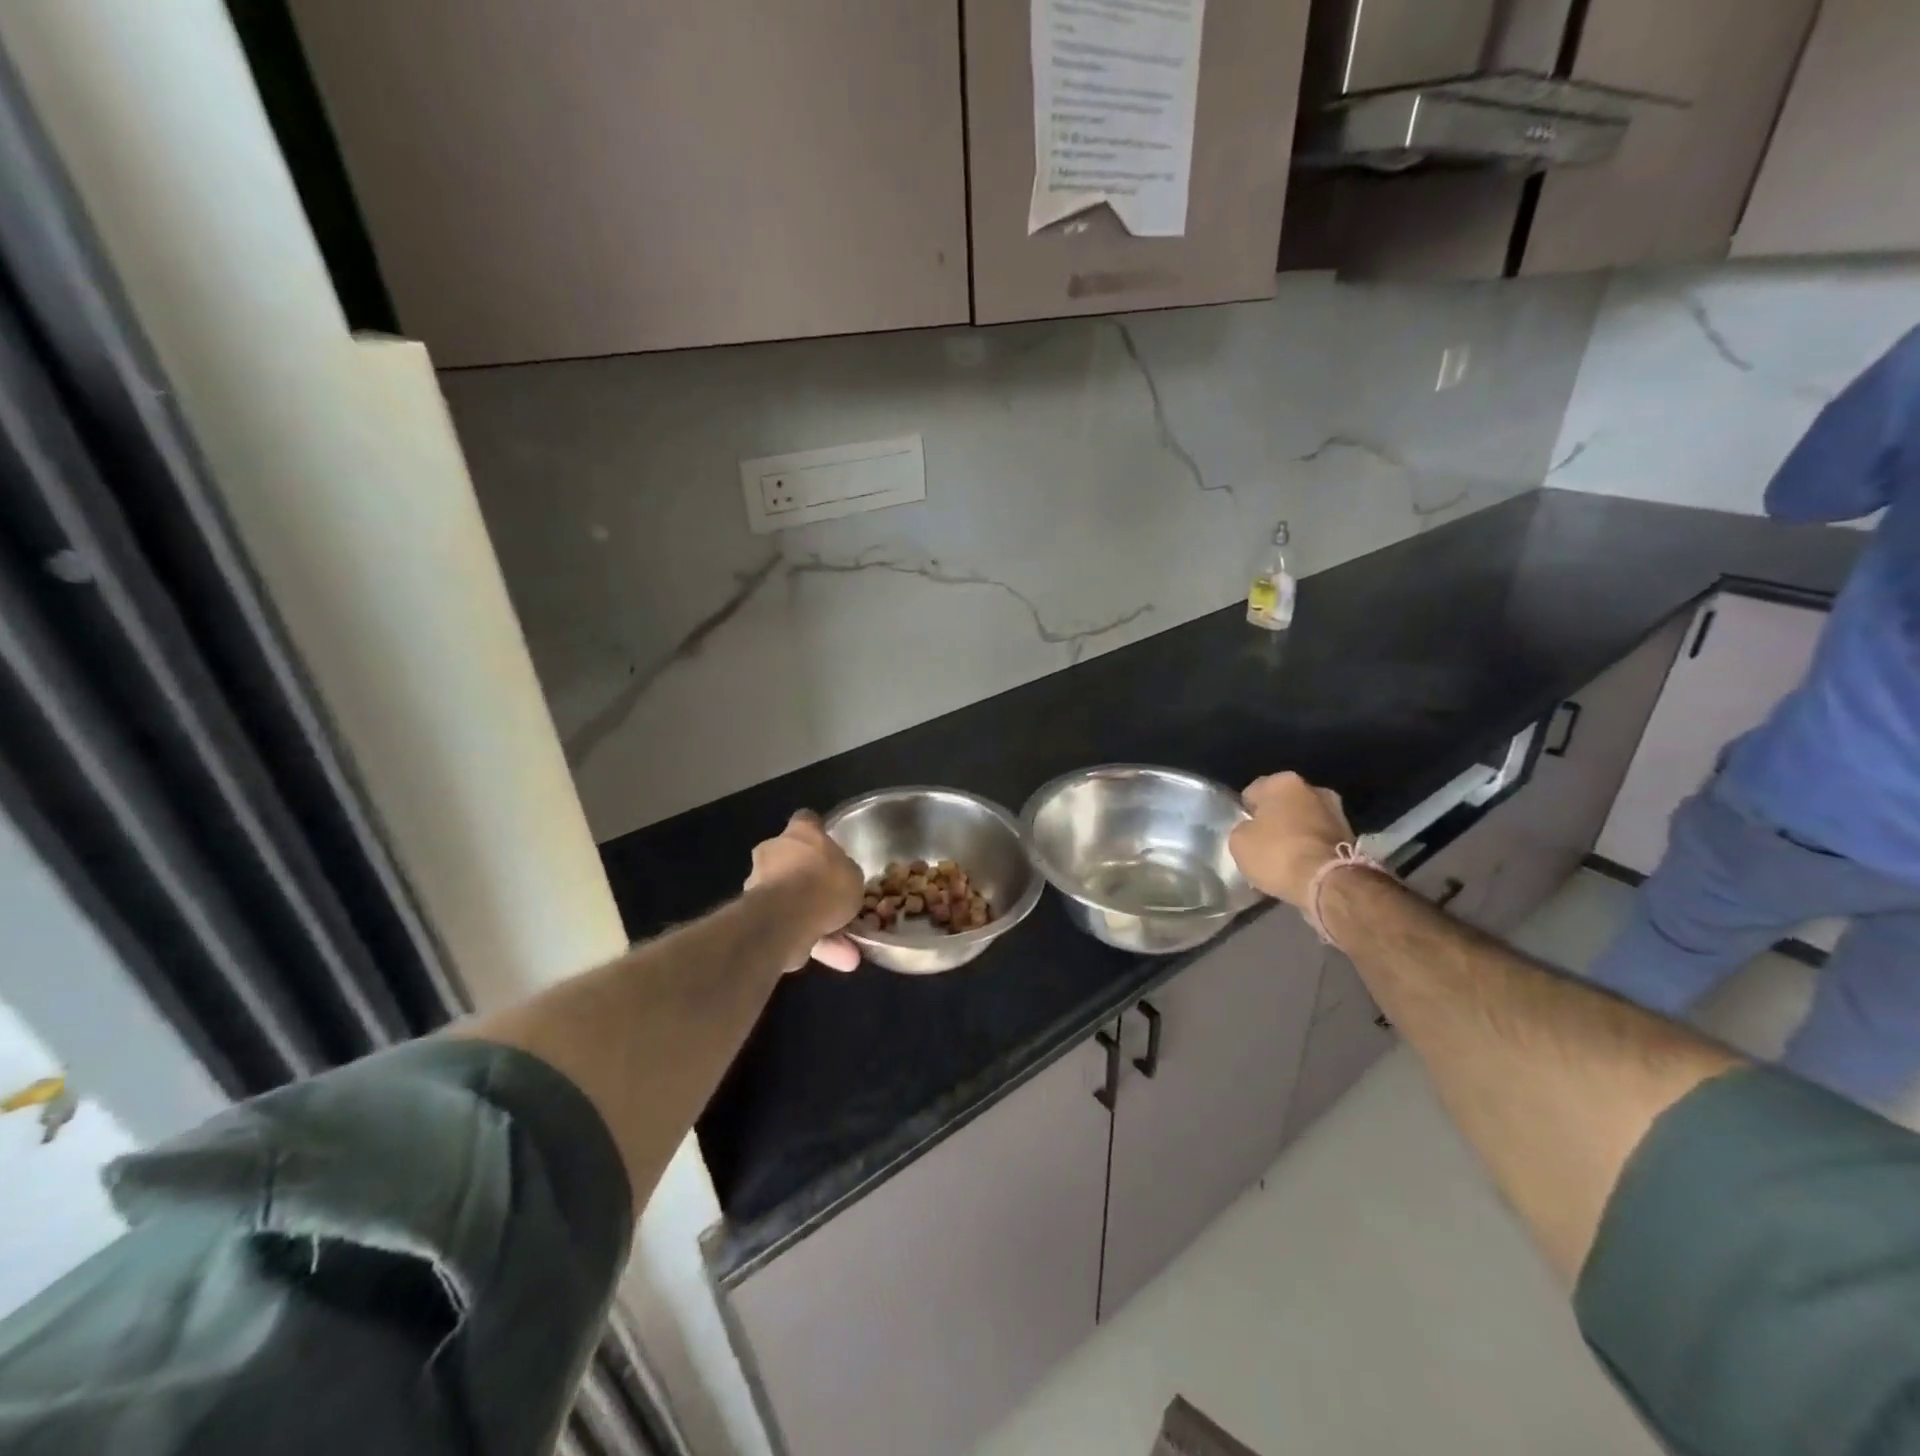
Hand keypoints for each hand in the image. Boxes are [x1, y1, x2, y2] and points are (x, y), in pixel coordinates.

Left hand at [746, 812, 863, 971]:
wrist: (786, 917)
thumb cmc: (825, 883)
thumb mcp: (852, 875)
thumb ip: (844, 875)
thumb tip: (840, 881)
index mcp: (800, 832)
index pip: (808, 821)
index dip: (819, 834)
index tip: (830, 849)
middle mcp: (773, 851)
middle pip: (793, 862)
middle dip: (810, 883)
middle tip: (835, 905)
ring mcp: (759, 884)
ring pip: (791, 901)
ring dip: (815, 922)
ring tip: (845, 950)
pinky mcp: (754, 915)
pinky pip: (788, 926)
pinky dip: (809, 942)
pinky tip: (835, 961)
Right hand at [1229, 772, 1353, 908]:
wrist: (1328, 883)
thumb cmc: (1277, 853)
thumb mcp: (1238, 842)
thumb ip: (1243, 828)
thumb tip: (1251, 829)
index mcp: (1283, 781)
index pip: (1253, 791)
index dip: (1245, 812)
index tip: (1244, 832)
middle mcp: (1314, 788)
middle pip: (1283, 803)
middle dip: (1275, 820)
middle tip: (1263, 844)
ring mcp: (1337, 811)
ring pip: (1304, 820)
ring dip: (1295, 834)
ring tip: (1284, 859)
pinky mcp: (1352, 836)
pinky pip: (1320, 839)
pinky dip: (1311, 848)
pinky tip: (1302, 867)